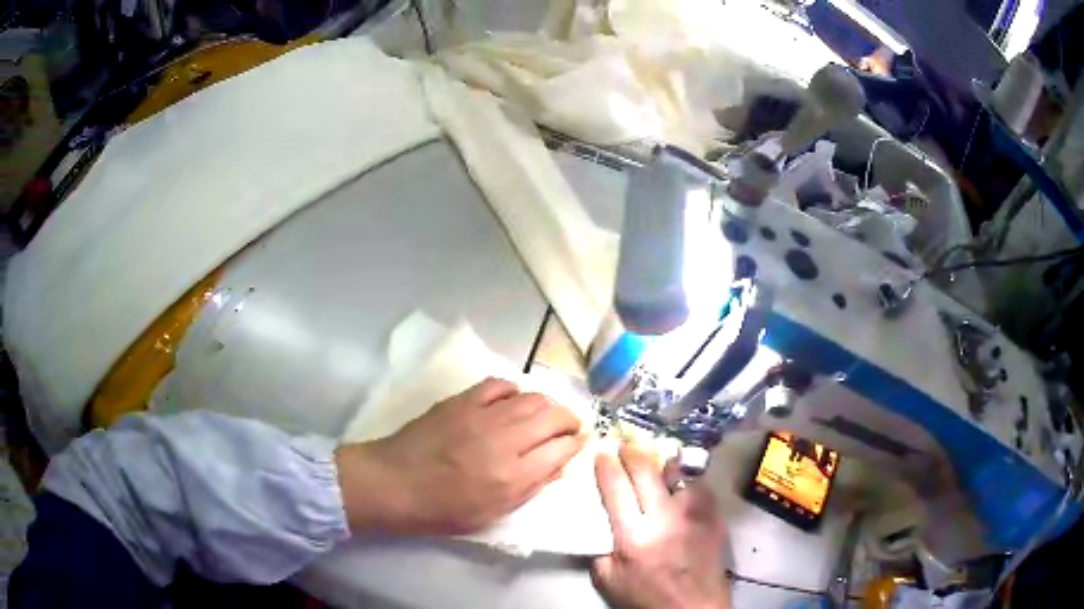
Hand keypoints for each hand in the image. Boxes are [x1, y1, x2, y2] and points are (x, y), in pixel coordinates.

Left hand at [336, 378, 586, 534]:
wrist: (392, 483)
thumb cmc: (440, 509)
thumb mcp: (491, 515)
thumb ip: (529, 489)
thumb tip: (559, 466)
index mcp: (511, 477)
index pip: (561, 450)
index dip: (576, 444)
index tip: (579, 443)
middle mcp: (503, 442)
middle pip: (553, 417)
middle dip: (569, 420)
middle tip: (569, 427)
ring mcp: (481, 416)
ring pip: (531, 398)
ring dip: (547, 404)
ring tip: (546, 414)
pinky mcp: (461, 401)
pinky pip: (499, 385)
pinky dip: (514, 391)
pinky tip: (512, 402)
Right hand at [592, 445, 729, 608]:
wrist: (694, 607)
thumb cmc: (647, 597)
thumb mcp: (609, 581)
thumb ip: (599, 551)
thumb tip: (599, 526)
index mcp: (634, 536)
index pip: (616, 489)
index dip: (606, 466)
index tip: (602, 452)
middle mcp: (664, 518)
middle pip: (646, 472)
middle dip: (633, 454)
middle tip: (625, 446)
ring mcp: (693, 514)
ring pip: (678, 474)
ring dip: (663, 465)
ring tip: (658, 461)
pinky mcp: (714, 516)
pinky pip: (699, 487)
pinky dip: (687, 483)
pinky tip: (682, 486)